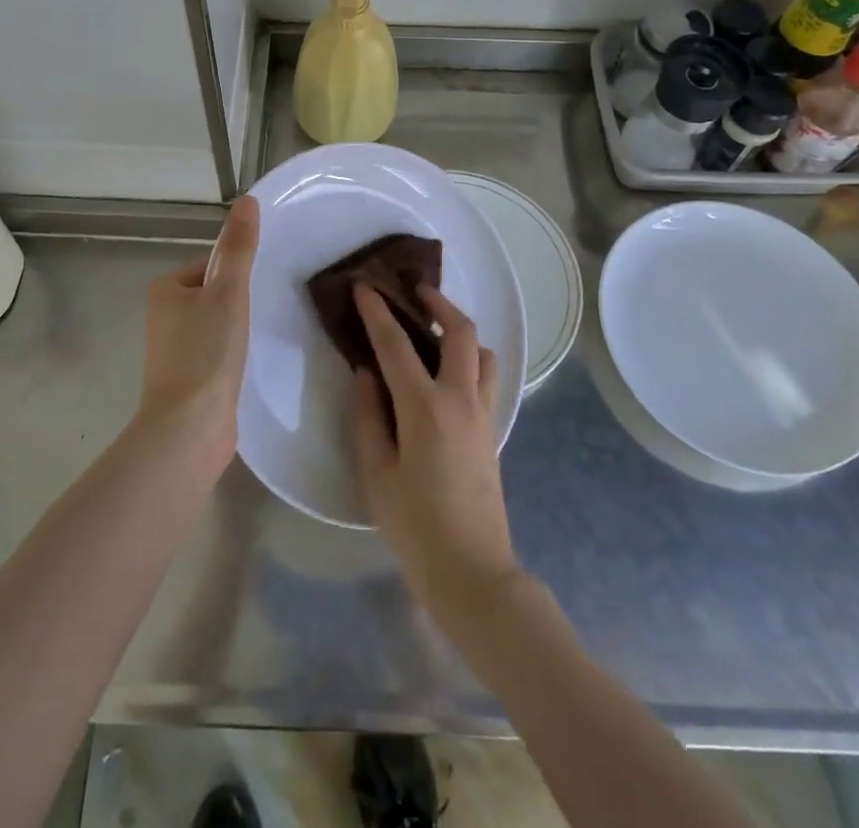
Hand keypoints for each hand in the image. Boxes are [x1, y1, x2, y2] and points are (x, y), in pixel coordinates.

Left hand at [137, 196, 259, 459]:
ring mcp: (175, 352)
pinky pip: (218, 353)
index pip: (211, 265)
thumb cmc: (205, 352)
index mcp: (165, 290)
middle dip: (241, 301)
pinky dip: (235, 354)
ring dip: (240, 328)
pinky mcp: (189, 381)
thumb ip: (239, 248)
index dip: (239, 272)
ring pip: (218, 325)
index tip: (262, 285)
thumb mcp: (228, 291)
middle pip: (215, 294)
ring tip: (265, 335)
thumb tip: (247, 200)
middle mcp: (164, 317)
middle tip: (270, 308)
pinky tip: (253, 363)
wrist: (189, 428)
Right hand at [351, 283, 520, 626]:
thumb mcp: (376, 474)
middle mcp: (460, 399)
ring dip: (461, 330)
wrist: (472, 571)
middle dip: (438, 303)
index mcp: (424, 407)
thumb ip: (367, 417)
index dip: (378, 311)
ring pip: (483, 352)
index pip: (396, 344)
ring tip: (436, 330)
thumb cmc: (415, 526)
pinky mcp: (493, 430)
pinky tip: (449, 372)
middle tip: (414, 292)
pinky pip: (487, 377)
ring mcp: (483, 413)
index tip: (365, 286)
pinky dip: (471, 358)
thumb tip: (365, 374)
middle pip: (460, 332)